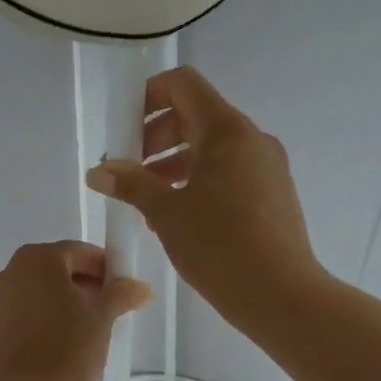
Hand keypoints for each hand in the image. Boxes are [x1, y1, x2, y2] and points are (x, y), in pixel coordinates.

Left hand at [0, 241, 152, 380]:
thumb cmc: (69, 346)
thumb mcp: (103, 316)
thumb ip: (121, 294)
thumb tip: (141, 288)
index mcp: (36, 259)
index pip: (79, 252)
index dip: (106, 268)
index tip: (124, 288)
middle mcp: (9, 273)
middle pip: (56, 272)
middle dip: (85, 287)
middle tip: (111, 310)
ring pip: (40, 295)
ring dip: (65, 306)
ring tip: (90, 332)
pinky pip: (25, 318)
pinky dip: (45, 323)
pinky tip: (64, 347)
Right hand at [86, 67, 326, 336]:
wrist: (281, 296)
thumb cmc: (219, 246)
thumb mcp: (166, 213)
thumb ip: (131, 184)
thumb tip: (99, 170)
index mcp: (227, 130)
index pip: (184, 84)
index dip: (148, 96)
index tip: (125, 130)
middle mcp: (252, 139)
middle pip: (196, 115)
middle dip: (157, 136)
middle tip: (131, 171)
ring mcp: (267, 167)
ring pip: (213, 147)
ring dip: (175, 163)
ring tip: (148, 200)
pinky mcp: (273, 194)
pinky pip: (230, 171)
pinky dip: (200, 180)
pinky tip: (179, 217)